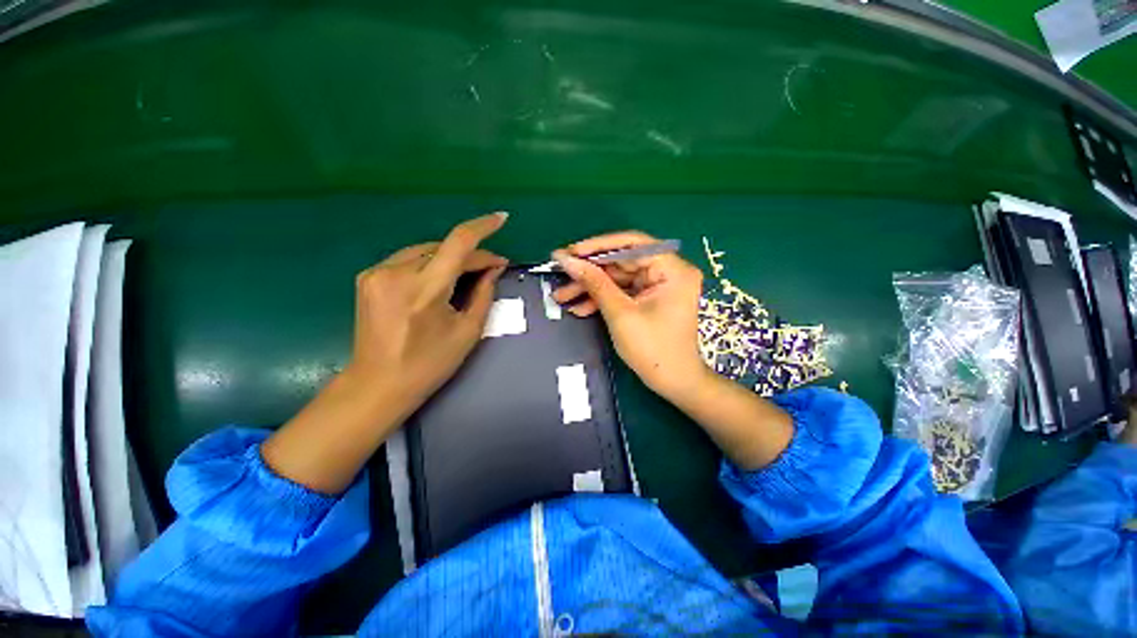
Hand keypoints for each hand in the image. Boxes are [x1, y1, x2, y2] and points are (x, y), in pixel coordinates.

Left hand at [262, 213, 508, 493]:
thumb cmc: (430, 364)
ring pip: (426, 251)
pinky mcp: (368, 277)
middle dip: (471, 255)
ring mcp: (377, 273)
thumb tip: (494, 268)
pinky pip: (409, 260)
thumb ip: (484, 293)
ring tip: (469, 274)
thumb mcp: (468, 331)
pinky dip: (431, 264)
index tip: (502, 219)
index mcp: (424, 290)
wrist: (377, 384)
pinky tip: (441, 278)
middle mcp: (396, 273)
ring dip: (451, 258)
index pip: (459, 243)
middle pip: (444, 247)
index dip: (483, 227)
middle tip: (492, 269)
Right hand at [553, 230, 793, 470]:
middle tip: (560, 274)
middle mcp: (667, 271)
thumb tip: (567, 260)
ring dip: (590, 288)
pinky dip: (601, 299)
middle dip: (589, 272)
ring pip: (617, 278)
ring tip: (561, 297)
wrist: (673, 382)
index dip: (598, 246)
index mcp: (672, 269)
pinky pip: (621, 292)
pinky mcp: (648, 299)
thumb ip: (594, 283)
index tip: (571, 252)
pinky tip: (579, 308)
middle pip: (621, 261)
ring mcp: (657, 285)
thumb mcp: (620, 313)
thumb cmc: (652, 349)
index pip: (632, 243)